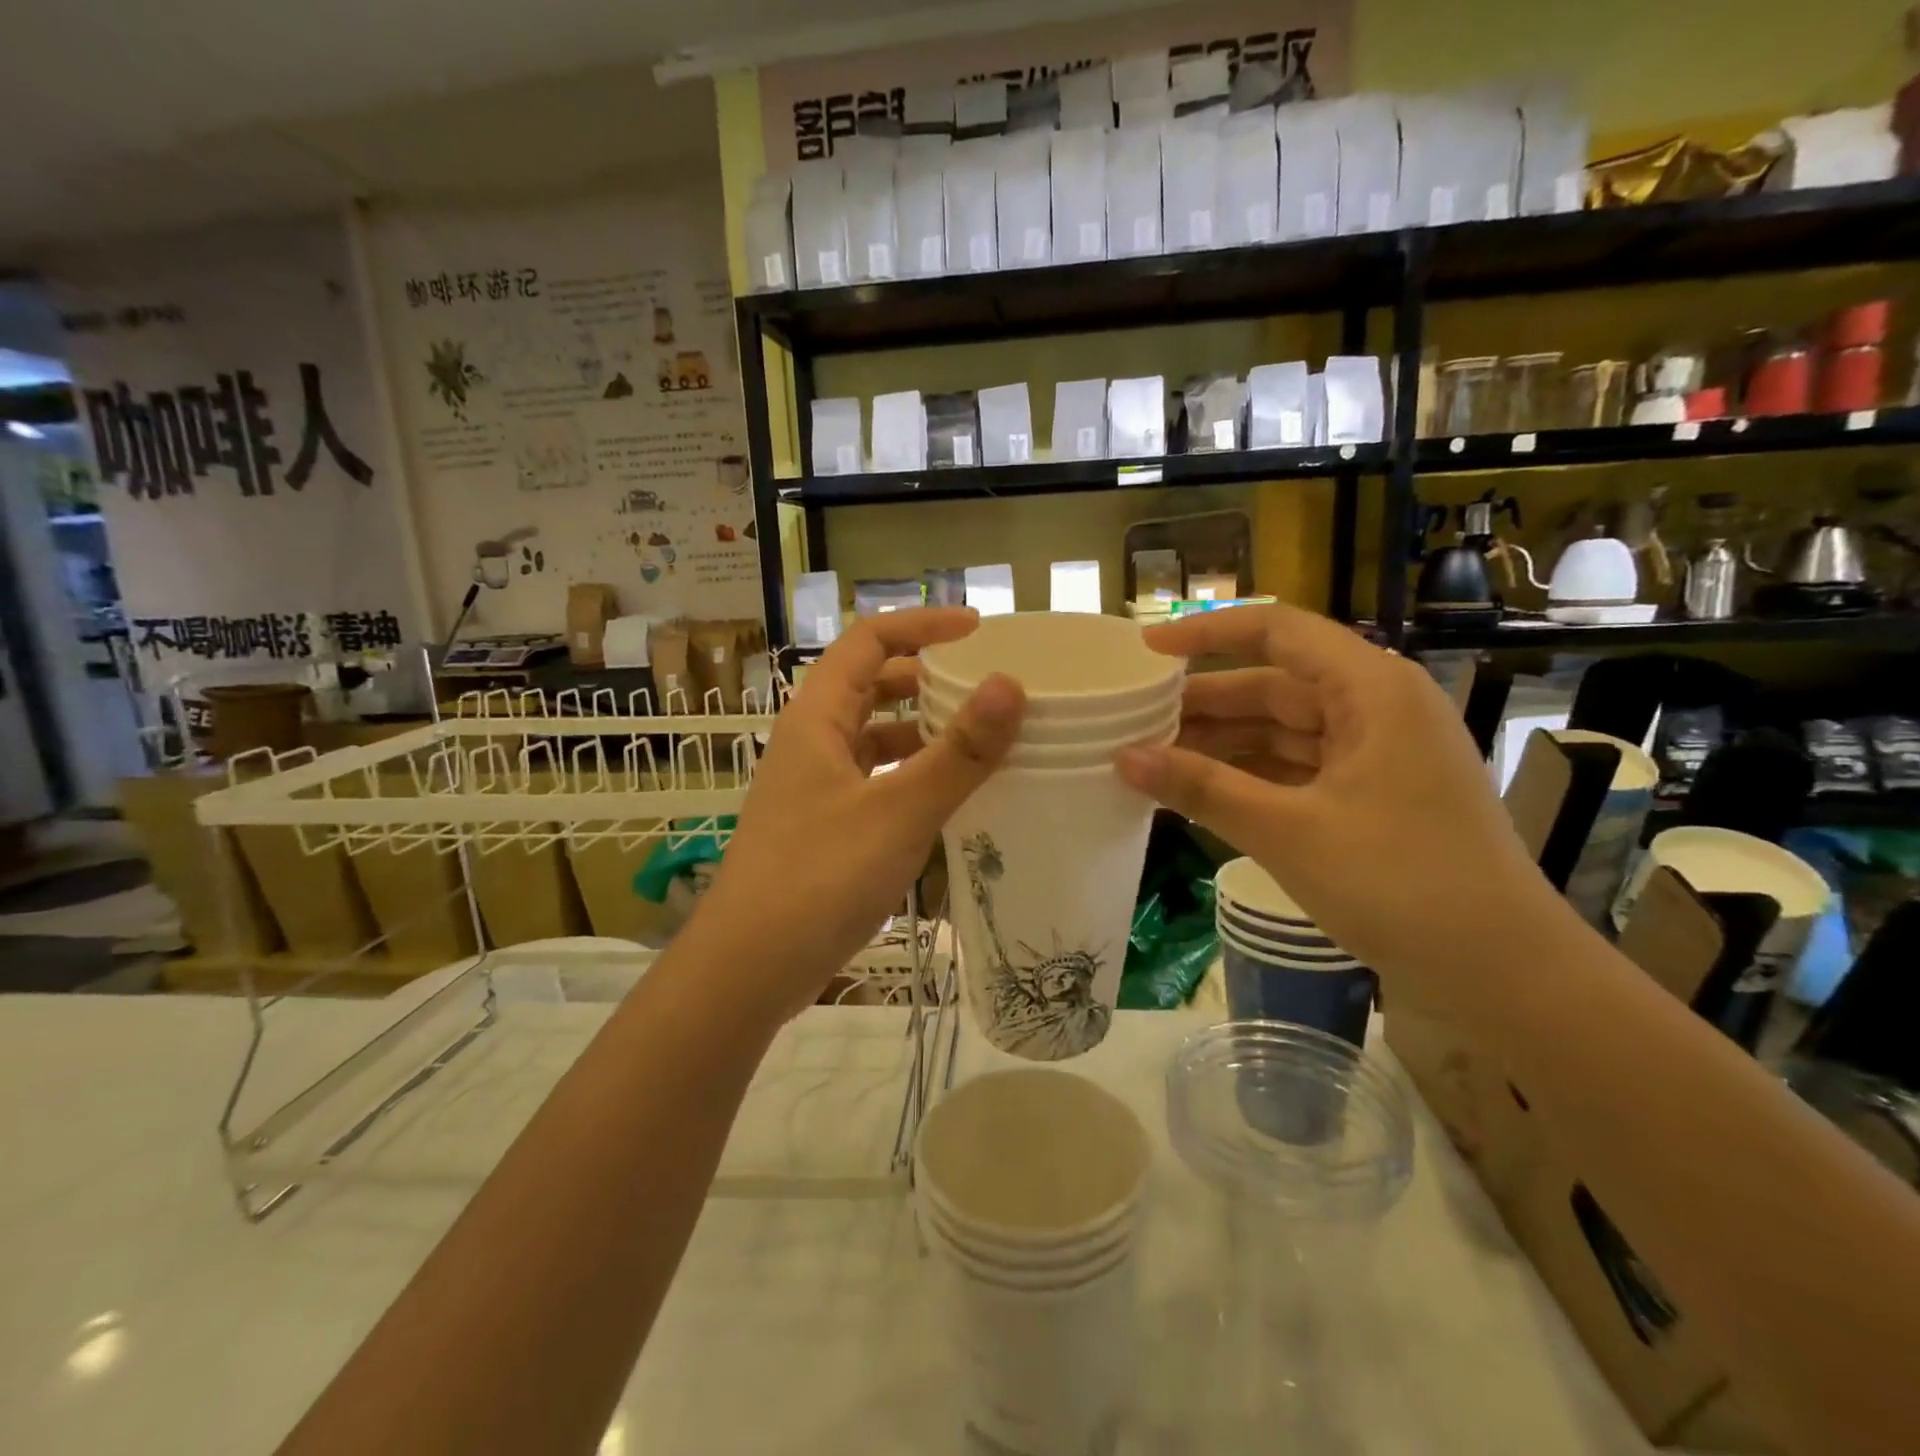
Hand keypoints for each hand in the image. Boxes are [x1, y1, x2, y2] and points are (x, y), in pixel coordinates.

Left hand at [696, 608, 1024, 1021]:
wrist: (748, 968)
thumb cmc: (819, 878)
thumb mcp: (899, 812)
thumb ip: (958, 752)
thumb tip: (1010, 686)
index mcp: (817, 718)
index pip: (868, 641)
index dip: (921, 625)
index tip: (978, 631)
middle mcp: (811, 742)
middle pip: (870, 685)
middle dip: (926, 677)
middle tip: (984, 687)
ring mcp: (814, 786)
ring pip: (872, 736)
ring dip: (920, 729)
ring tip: (978, 739)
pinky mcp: (823, 826)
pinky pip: (874, 780)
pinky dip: (910, 775)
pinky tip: (946, 797)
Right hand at [1114, 603, 1554, 982]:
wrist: (1504, 975)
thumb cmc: (1401, 884)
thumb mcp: (1288, 832)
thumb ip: (1201, 788)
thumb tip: (1122, 757)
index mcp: (1372, 689)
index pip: (1278, 631)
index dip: (1207, 634)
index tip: (1146, 652)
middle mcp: (1376, 707)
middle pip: (1273, 685)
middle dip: (1203, 704)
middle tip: (1133, 721)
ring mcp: (1376, 753)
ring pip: (1281, 731)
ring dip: (1221, 745)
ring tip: (1152, 759)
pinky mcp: (1371, 794)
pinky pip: (1295, 769)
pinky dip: (1248, 778)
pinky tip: (1198, 793)